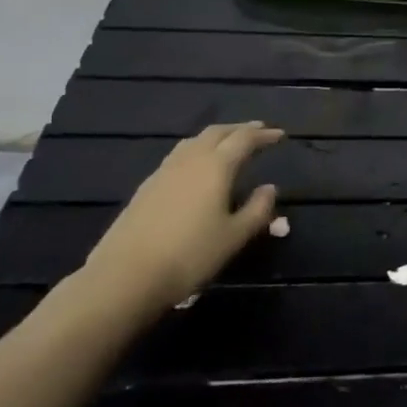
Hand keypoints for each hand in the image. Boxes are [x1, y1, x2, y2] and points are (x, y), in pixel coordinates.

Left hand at [81, 122, 283, 315]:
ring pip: (194, 142)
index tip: (280, 135)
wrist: (126, 276)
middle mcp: (189, 160)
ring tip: (228, 144)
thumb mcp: (234, 236)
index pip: (244, 140)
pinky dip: (196, 151)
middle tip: (258, 131)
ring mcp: (163, 172)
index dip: (263, 135)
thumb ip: (257, 209)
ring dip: (216, 137)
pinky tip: (197, 168)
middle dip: (240, 129)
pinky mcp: (146, 187)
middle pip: (217, 133)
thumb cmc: (190, 255)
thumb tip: (270, 188)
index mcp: (215, 167)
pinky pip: (178, 156)